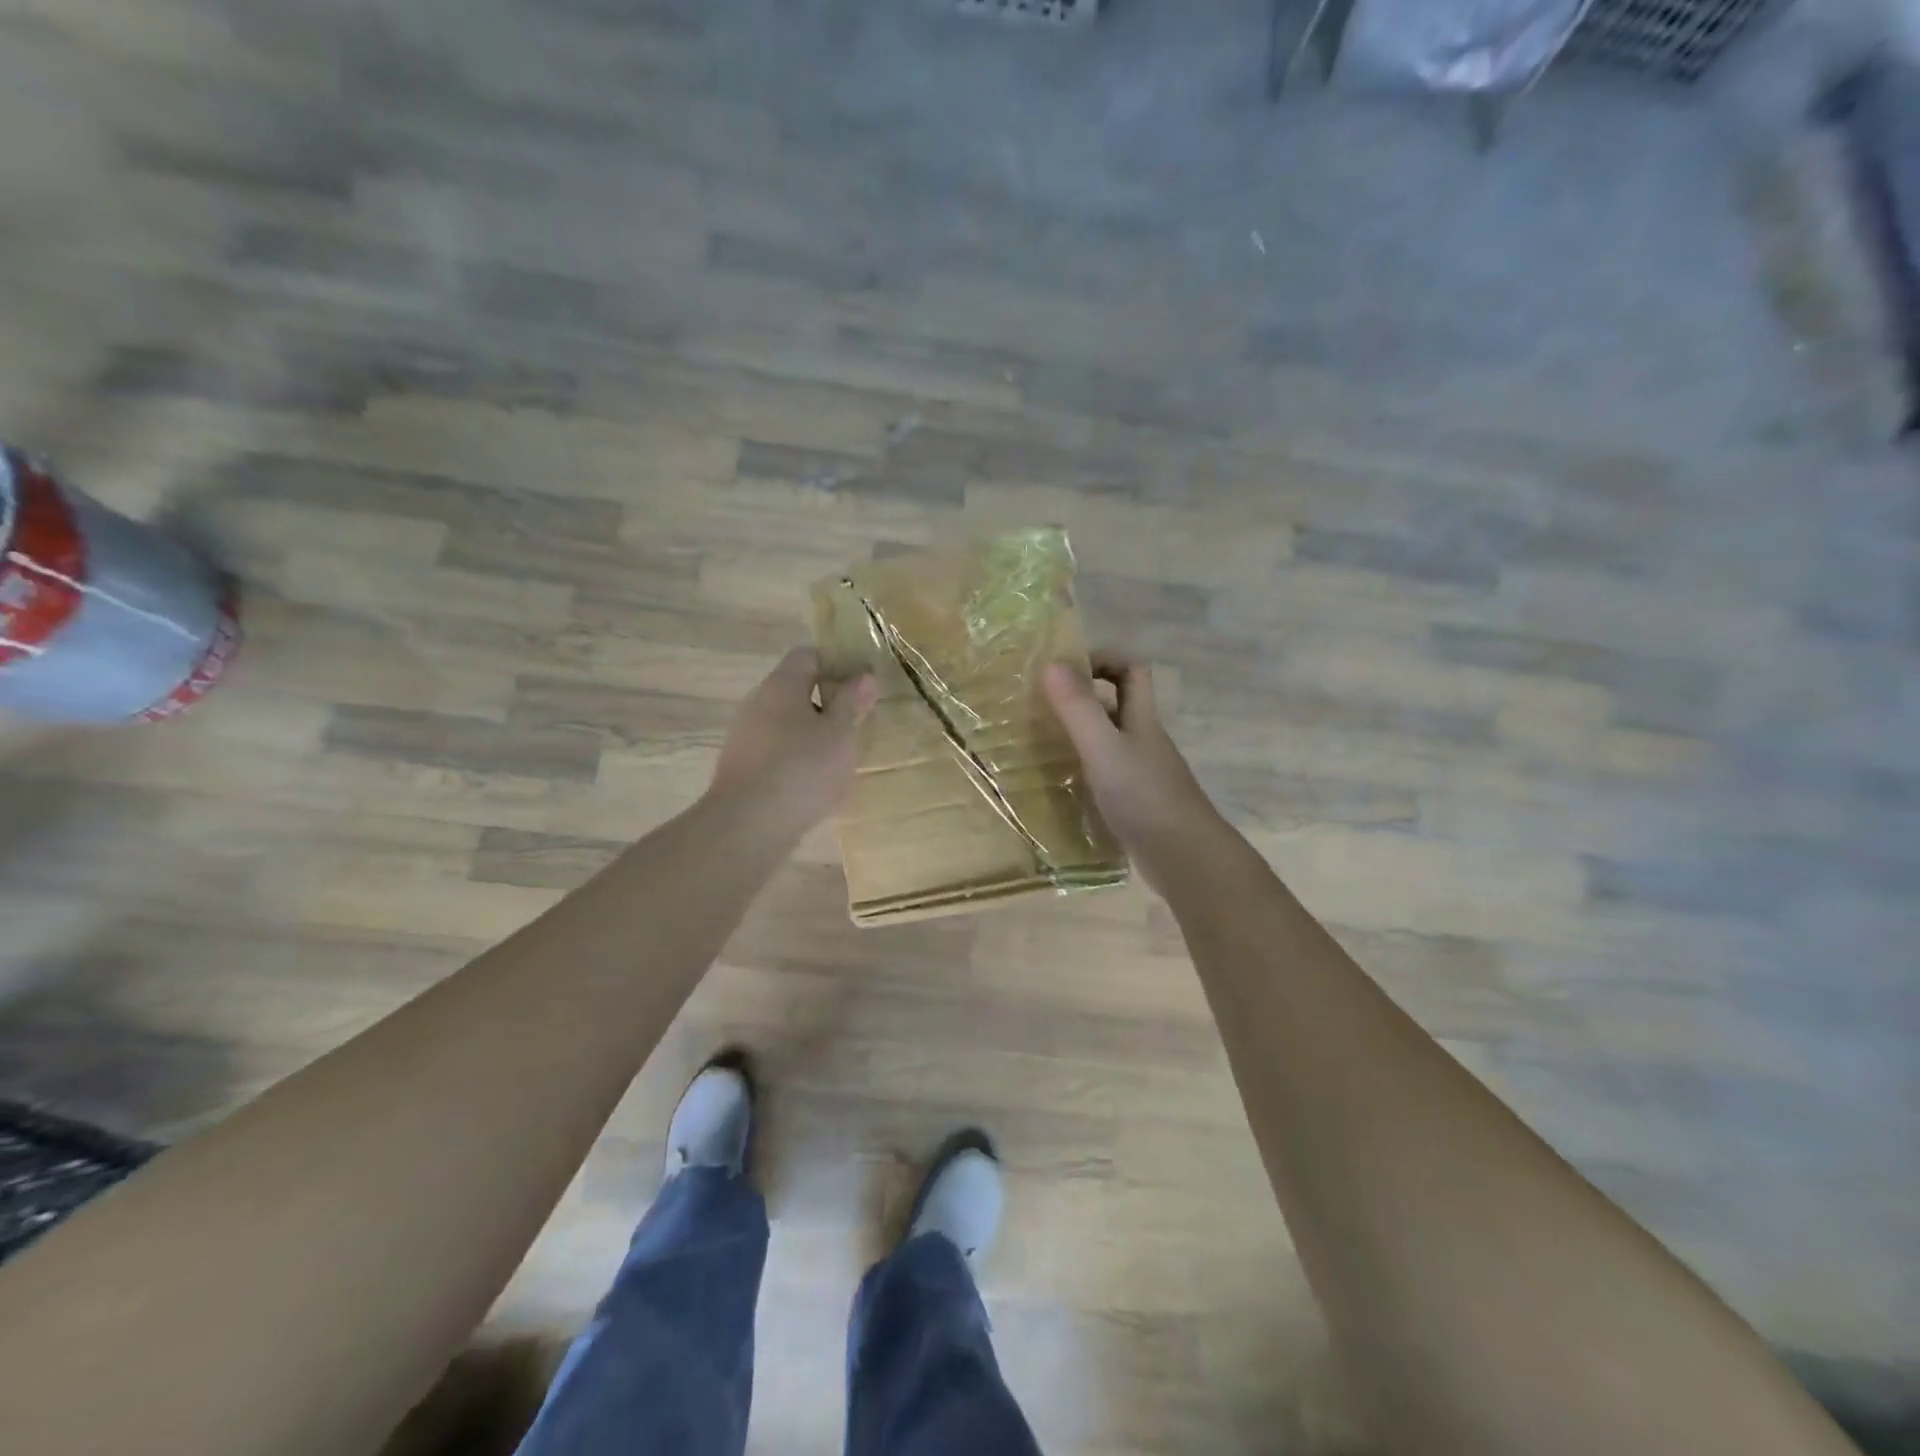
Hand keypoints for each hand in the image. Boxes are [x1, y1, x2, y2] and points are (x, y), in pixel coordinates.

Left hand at [710, 648, 877, 829]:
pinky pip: (775, 750)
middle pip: (796, 689)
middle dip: (827, 703)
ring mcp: (744, 735)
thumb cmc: (802, 769)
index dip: (837, 664)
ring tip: (839, 758)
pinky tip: (813, 783)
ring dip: (812, 733)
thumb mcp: (840, 734)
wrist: (748, 825)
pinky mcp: (741, 766)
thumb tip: (865, 675)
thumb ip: (852, 702)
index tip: (861, 686)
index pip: (808, 655)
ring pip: (786, 722)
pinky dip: (796, 758)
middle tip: (856, 724)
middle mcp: (757, 702)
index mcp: (781, 684)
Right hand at [1043, 651, 1222, 891]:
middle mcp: (1145, 740)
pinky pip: (1107, 773)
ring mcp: (1144, 773)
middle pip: (1119, 704)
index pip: (1132, 670)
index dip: (1103, 659)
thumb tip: (1051, 662)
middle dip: (1084, 698)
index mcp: (1142, 719)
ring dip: (1080, 736)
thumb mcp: (1103, 748)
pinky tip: (1061, 785)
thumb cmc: (1144, 796)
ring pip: (1111, 740)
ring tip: (1040, 743)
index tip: (1066, 668)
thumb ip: (1078, 709)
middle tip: (1042, 705)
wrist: (1185, 857)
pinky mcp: (1138, 802)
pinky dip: (1084, 770)